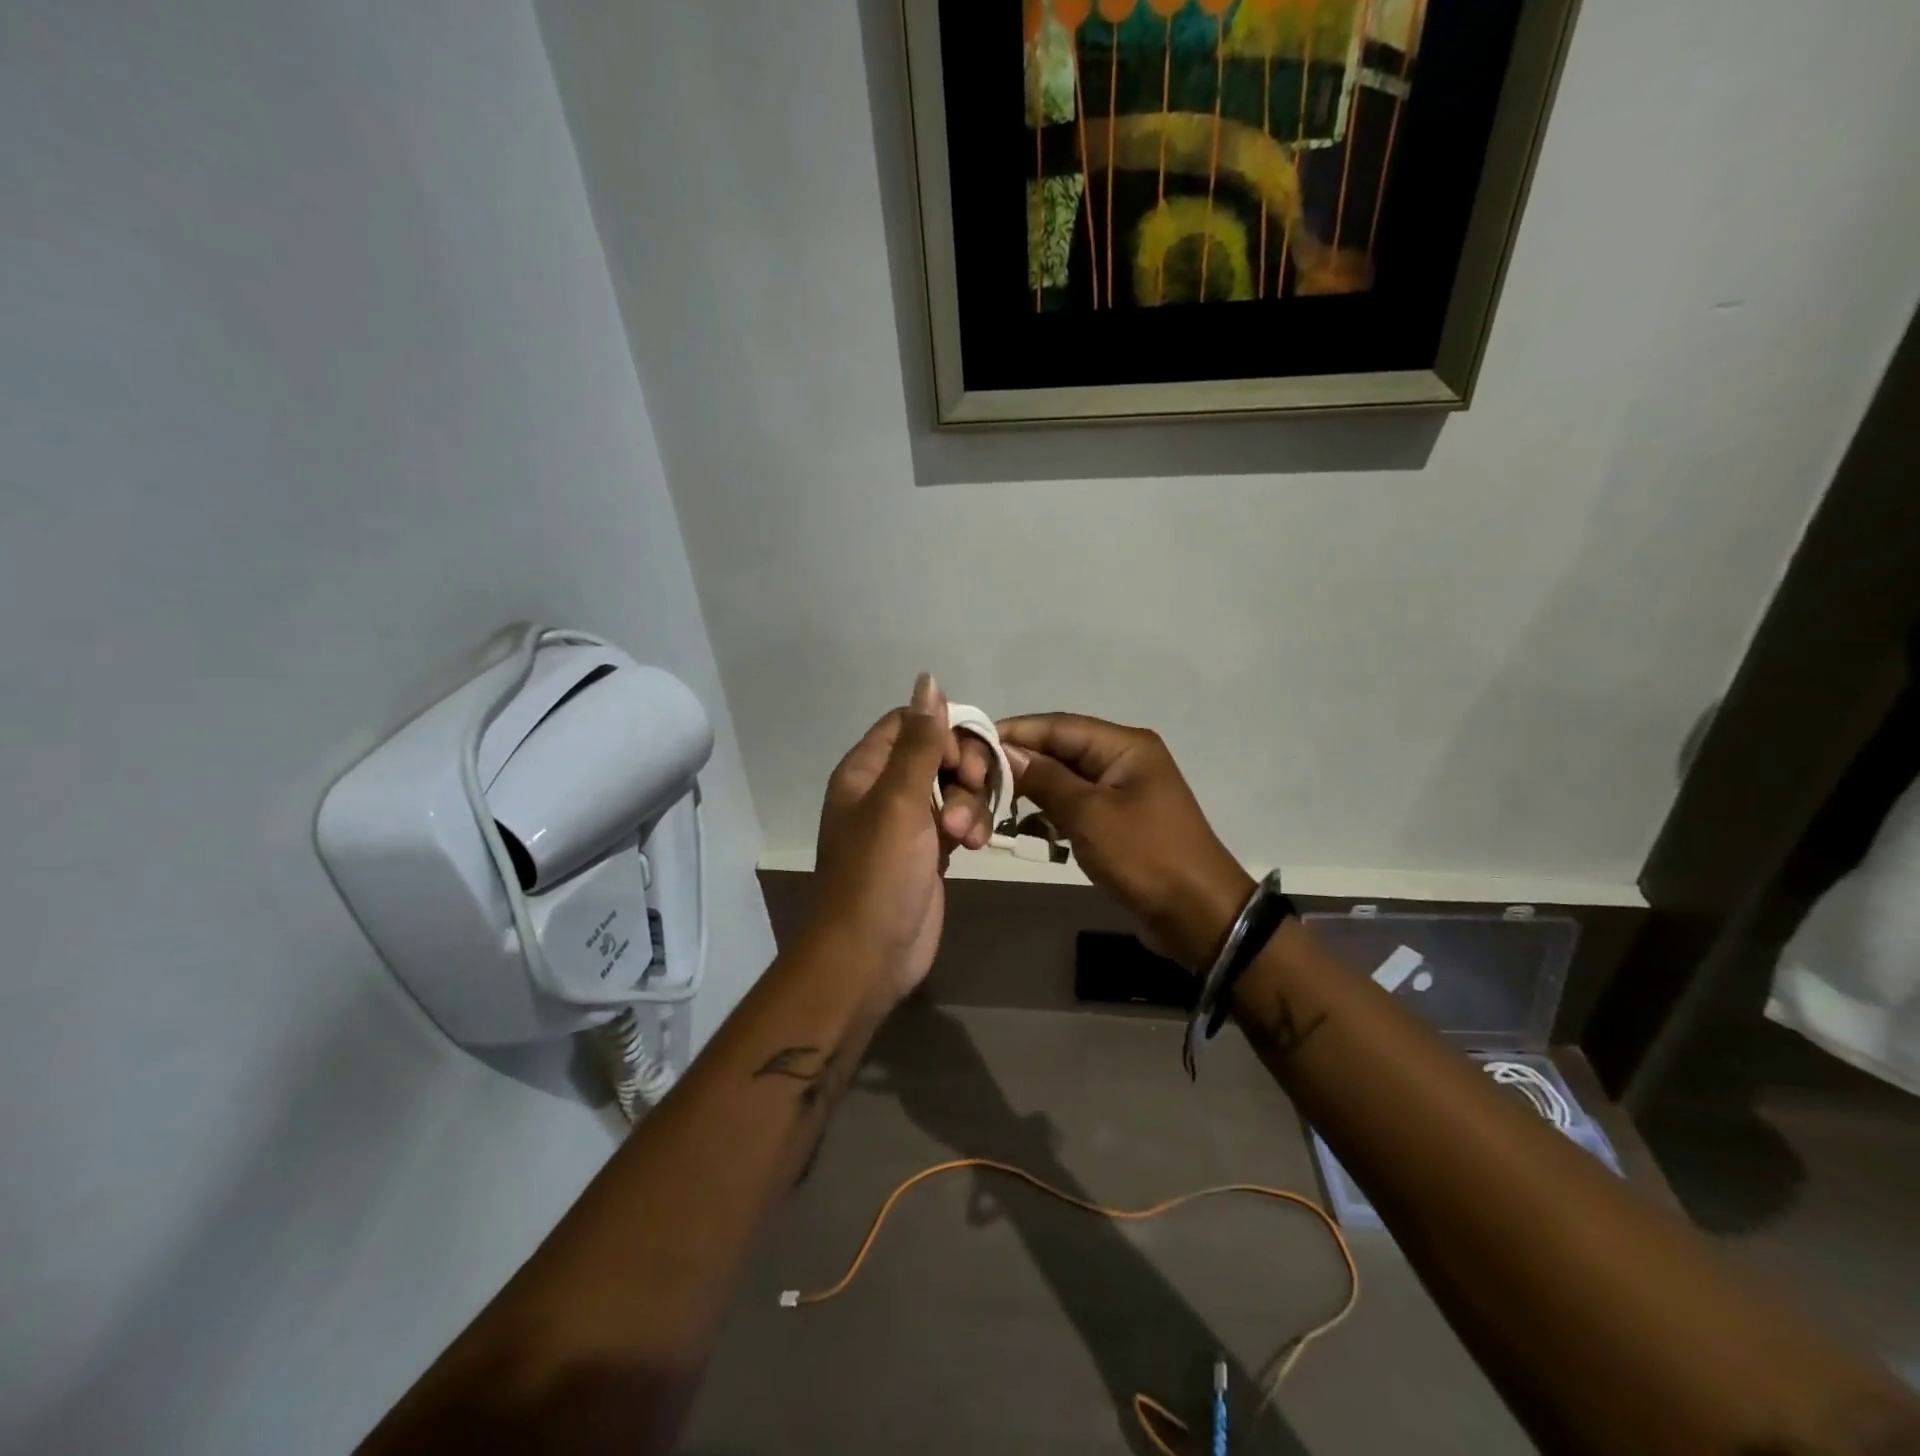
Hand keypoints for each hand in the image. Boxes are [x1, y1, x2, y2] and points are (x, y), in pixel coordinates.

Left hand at [812, 675, 994, 1003]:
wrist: (869, 955)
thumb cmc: (878, 874)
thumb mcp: (899, 801)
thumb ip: (919, 742)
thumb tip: (928, 679)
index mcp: (866, 770)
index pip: (910, 723)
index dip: (944, 731)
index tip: (964, 759)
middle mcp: (884, 789)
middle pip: (938, 752)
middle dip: (964, 770)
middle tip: (974, 792)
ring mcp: (908, 822)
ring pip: (953, 787)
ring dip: (970, 803)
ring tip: (966, 836)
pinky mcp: (928, 850)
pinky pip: (957, 819)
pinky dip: (970, 826)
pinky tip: (973, 846)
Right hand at [997, 714, 1253, 971]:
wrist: (1197, 915)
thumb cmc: (1145, 856)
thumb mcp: (1089, 814)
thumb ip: (1045, 779)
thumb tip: (1005, 751)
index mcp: (1125, 745)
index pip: (1058, 726)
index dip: (1015, 733)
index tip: (973, 745)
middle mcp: (1124, 759)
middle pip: (1060, 750)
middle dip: (1020, 763)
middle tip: (976, 780)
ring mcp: (1122, 790)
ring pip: (1064, 779)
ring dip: (1032, 790)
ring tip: (992, 803)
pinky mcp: (1118, 819)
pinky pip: (1075, 805)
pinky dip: (1050, 812)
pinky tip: (1024, 827)